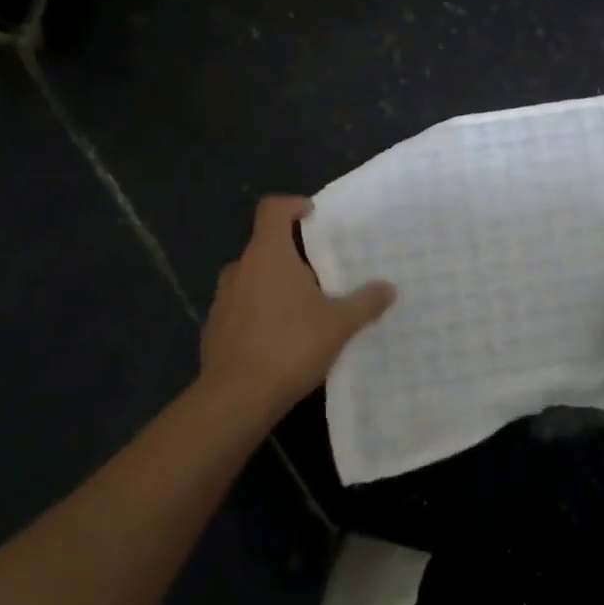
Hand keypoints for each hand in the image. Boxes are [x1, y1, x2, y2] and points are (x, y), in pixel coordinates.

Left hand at [199, 197, 395, 425]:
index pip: (272, 209)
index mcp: (268, 255)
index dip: (292, 205)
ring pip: (251, 279)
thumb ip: (365, 302)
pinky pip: (240, 309)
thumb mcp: (339, 324)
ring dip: (273, 286)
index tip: (312, 216)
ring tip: (302, 309)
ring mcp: (222, 300)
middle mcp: (240, 269)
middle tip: (320, 274)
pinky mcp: (214, 330)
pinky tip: (279, 340)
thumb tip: (389, 288)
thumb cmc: (291, 346)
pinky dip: (258, 314)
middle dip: (291, 255)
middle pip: (264, 246)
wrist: (236, 398)